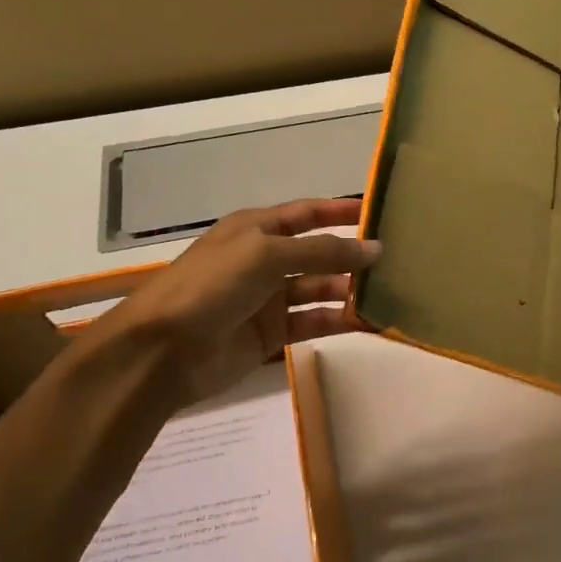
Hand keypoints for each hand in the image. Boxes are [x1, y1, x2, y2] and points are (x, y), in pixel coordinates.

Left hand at [94, 197, 379, 404]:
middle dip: (352, 255)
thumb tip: (374, 249)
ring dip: (350, 290)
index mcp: (256, 229)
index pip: (307, 213)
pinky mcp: (272, 333)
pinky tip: (369, 322)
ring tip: (390, 293)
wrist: (163, 351)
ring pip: (320, 289)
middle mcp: (264, 259)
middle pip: (318, 253)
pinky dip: (340, 320)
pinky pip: (314, 321)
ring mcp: (268, 298)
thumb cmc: (211, 286)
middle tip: (397, 260)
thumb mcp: (266, 255)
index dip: (341, 210)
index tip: (380, 213)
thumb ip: (322, 251)